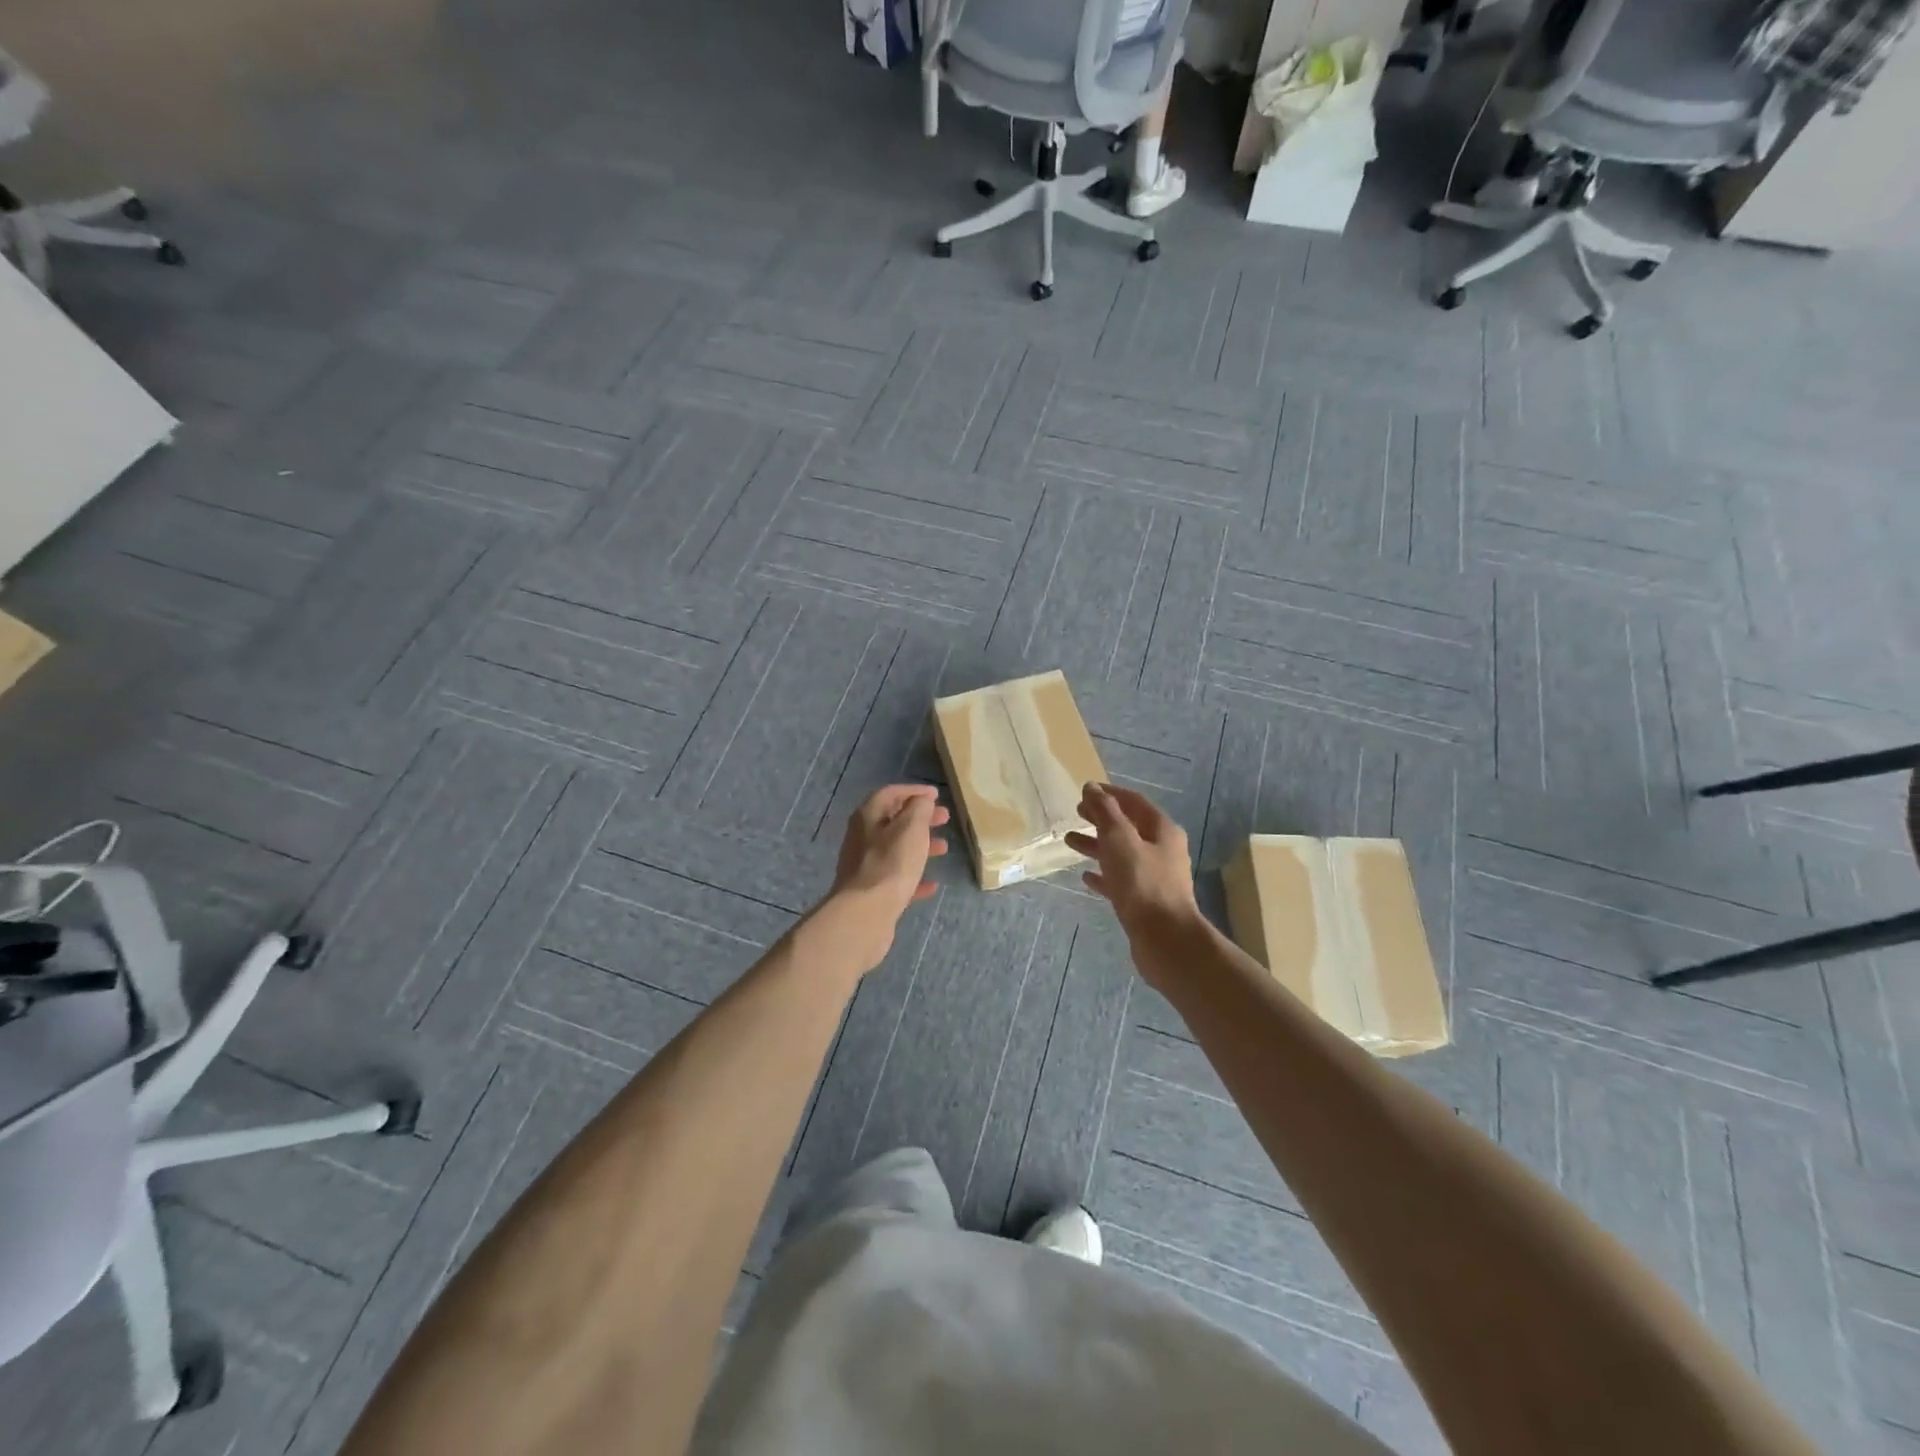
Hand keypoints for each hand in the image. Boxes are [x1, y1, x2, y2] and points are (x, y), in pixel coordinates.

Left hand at [820, 785, 949, 970]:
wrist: (865, 913)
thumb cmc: (891, 863)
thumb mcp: (911, 828)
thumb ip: (919, 809)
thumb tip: (922, 800)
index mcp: (868, 816)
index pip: (891, 793)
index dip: (914, 791)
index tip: (937, 795)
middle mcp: (862, 837)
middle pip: (894, 821)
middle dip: (920, 818)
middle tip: (944, 819)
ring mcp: (865, 866)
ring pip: (896, 849)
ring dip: (921, 846)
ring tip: (944, 848)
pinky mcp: (871, 891)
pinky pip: (896, 878)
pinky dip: (914, 876)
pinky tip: (932, 885)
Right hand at [1065, 783, 1197, 938]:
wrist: (1165, 939)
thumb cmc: (1142, 883)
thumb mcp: (1120, 840)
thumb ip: (1105, 811)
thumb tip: (1092, 787)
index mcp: (1161, 830)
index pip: (1134, 801)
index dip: (1109, 793)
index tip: (1085, 791)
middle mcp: (1162, 850)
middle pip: (1128, 826)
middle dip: (1101, 818)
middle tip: (1076, 813)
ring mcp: (1154, 876)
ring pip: (1121, 853)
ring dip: (1097, 845)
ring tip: (1069, 841)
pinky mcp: (1144, 900)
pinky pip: (1120, 880)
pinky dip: (1103, 874)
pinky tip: (1085, 876)